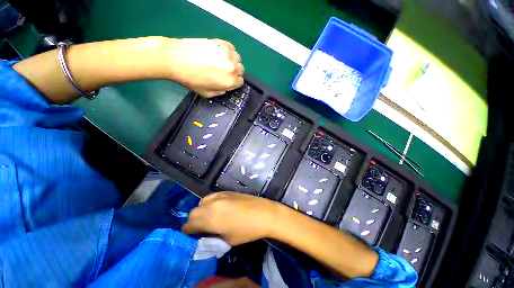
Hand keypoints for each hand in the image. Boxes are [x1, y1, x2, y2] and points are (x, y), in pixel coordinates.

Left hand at [165, 39, 243, 96]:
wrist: (176, 59)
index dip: (234, 82)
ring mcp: (227, 53)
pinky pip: (231, 48)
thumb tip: (226, 86)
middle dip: (234, 72)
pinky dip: (228, 52)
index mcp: (230, 81)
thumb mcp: (208, 94)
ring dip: (232, 61)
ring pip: (237, 59)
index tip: (227, 81)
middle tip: (223, 71)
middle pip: (240, 70)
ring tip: (220, 62)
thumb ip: (221, 91)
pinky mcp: (221, 42)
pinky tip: (218, 54)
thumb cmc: (191, 80)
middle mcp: (232, 67)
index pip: (240, 82)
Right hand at [182, 192, 278, 244]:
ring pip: (202, 202)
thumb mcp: (227, 240)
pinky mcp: (227, 191)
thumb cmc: (247, 230)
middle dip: (193, 221)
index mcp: (210, 218)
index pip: (189, 224)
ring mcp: (220, 196)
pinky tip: (218, 207)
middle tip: (201, 227)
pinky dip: (210, 202)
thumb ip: (212, 235)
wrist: (263, 213)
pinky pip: (212, 196)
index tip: (191, 235)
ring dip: (202, 210)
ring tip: (210, 216)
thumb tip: (204, 233)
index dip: (187, 231)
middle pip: (193, 212)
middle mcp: (212, 205)